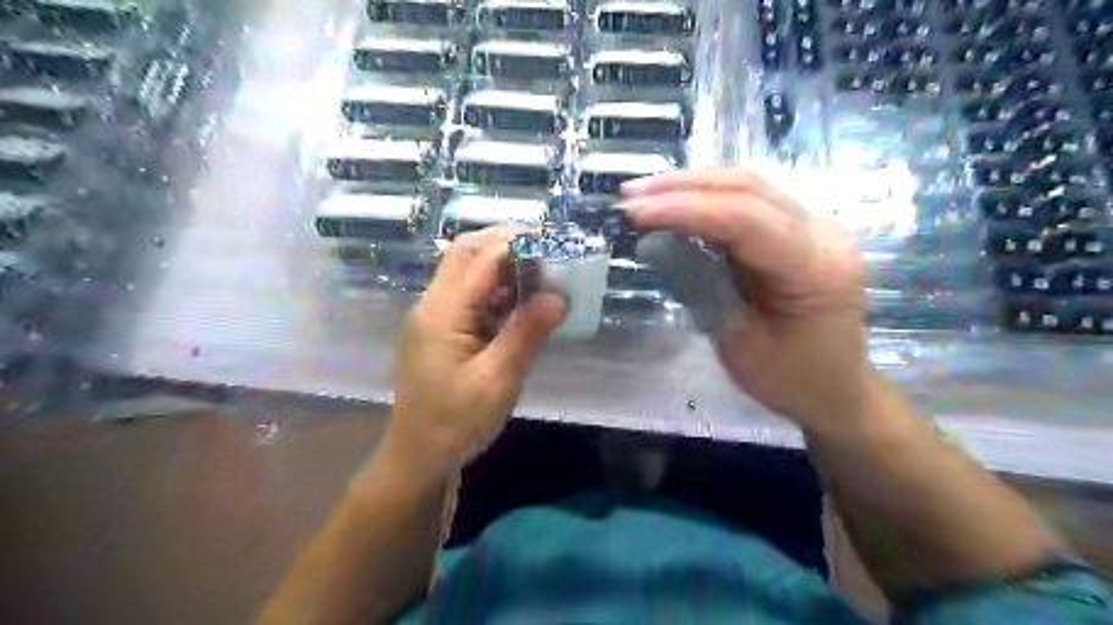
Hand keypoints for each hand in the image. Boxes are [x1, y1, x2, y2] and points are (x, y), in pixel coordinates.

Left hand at [389, 229, 568, 483]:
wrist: (417, 456)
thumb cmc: (455, 423)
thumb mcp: (496, 381)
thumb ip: (525, 334)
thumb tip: (558, 296)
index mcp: (442, 313)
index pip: (480, 258)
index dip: (517, 241)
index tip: (554, 238)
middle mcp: (432, 305)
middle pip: (465, 253)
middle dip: (506, 241)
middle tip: (547, 247)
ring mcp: (433, 316)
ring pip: (465, 269)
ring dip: (500, 262)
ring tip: (540, 268)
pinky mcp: (439, 329)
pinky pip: (467, 293)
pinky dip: (494, 286)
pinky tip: (519, 298)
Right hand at [622, 167, 872, 432]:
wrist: (837, 389)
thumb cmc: (790, 378)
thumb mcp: (738, 343)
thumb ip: (700, 287)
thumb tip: (654, 243)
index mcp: (815, 268)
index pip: (743, 219)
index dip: (684, 209)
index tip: (634, 211)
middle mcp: (824, 232)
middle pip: (747, 188)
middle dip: (682, 186)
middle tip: (631, 194)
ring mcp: (816, 225)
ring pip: (749, 185)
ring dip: (692, 185)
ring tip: (645, 192)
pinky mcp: (800, 228)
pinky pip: (751, 201)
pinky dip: (708, 198)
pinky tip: (676, 201)